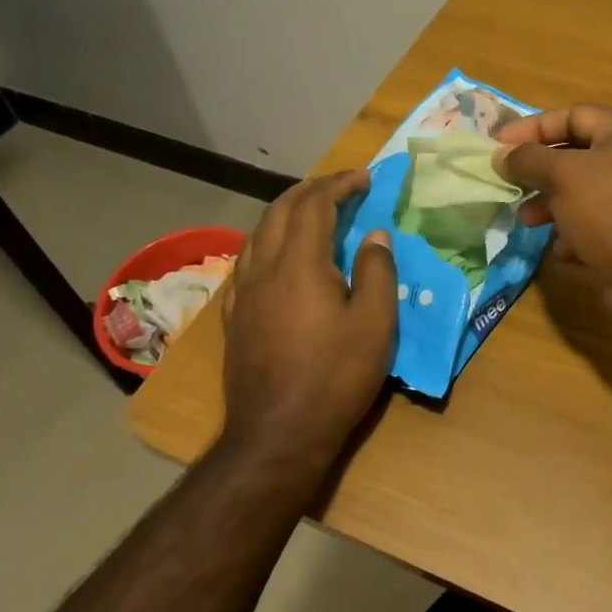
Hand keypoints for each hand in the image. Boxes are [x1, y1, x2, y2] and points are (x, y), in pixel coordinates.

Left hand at [221, 170, 397, 468]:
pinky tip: (281, 255)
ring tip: (314, 212)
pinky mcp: (234, 316)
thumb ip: (378, 271)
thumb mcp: (375, 324)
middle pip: (280, 210)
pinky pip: (248, 260)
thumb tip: (375, 235)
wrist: (277, 434)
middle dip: (312, 190)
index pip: (315, 205)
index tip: (366, 177)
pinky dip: (270, 240)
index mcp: (299, 264)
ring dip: (287, 211)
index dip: (340, 185)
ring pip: (259, 232)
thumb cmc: (335, 377)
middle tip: (342, 187)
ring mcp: (242, 292)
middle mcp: (263, 268)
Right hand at [494, 105, 611, 292]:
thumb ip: (528, 159)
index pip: (572, 115)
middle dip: (539, 170)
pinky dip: (571, 234)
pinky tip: (559, 250)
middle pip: (575, 155)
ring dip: (549, 204)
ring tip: (527, 220)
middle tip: (508, 183)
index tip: (498, 144)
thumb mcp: (563, 174)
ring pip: (580, 194)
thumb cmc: (610, 209)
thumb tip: (501, 155)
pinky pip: (592, 226)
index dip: (533, 127)